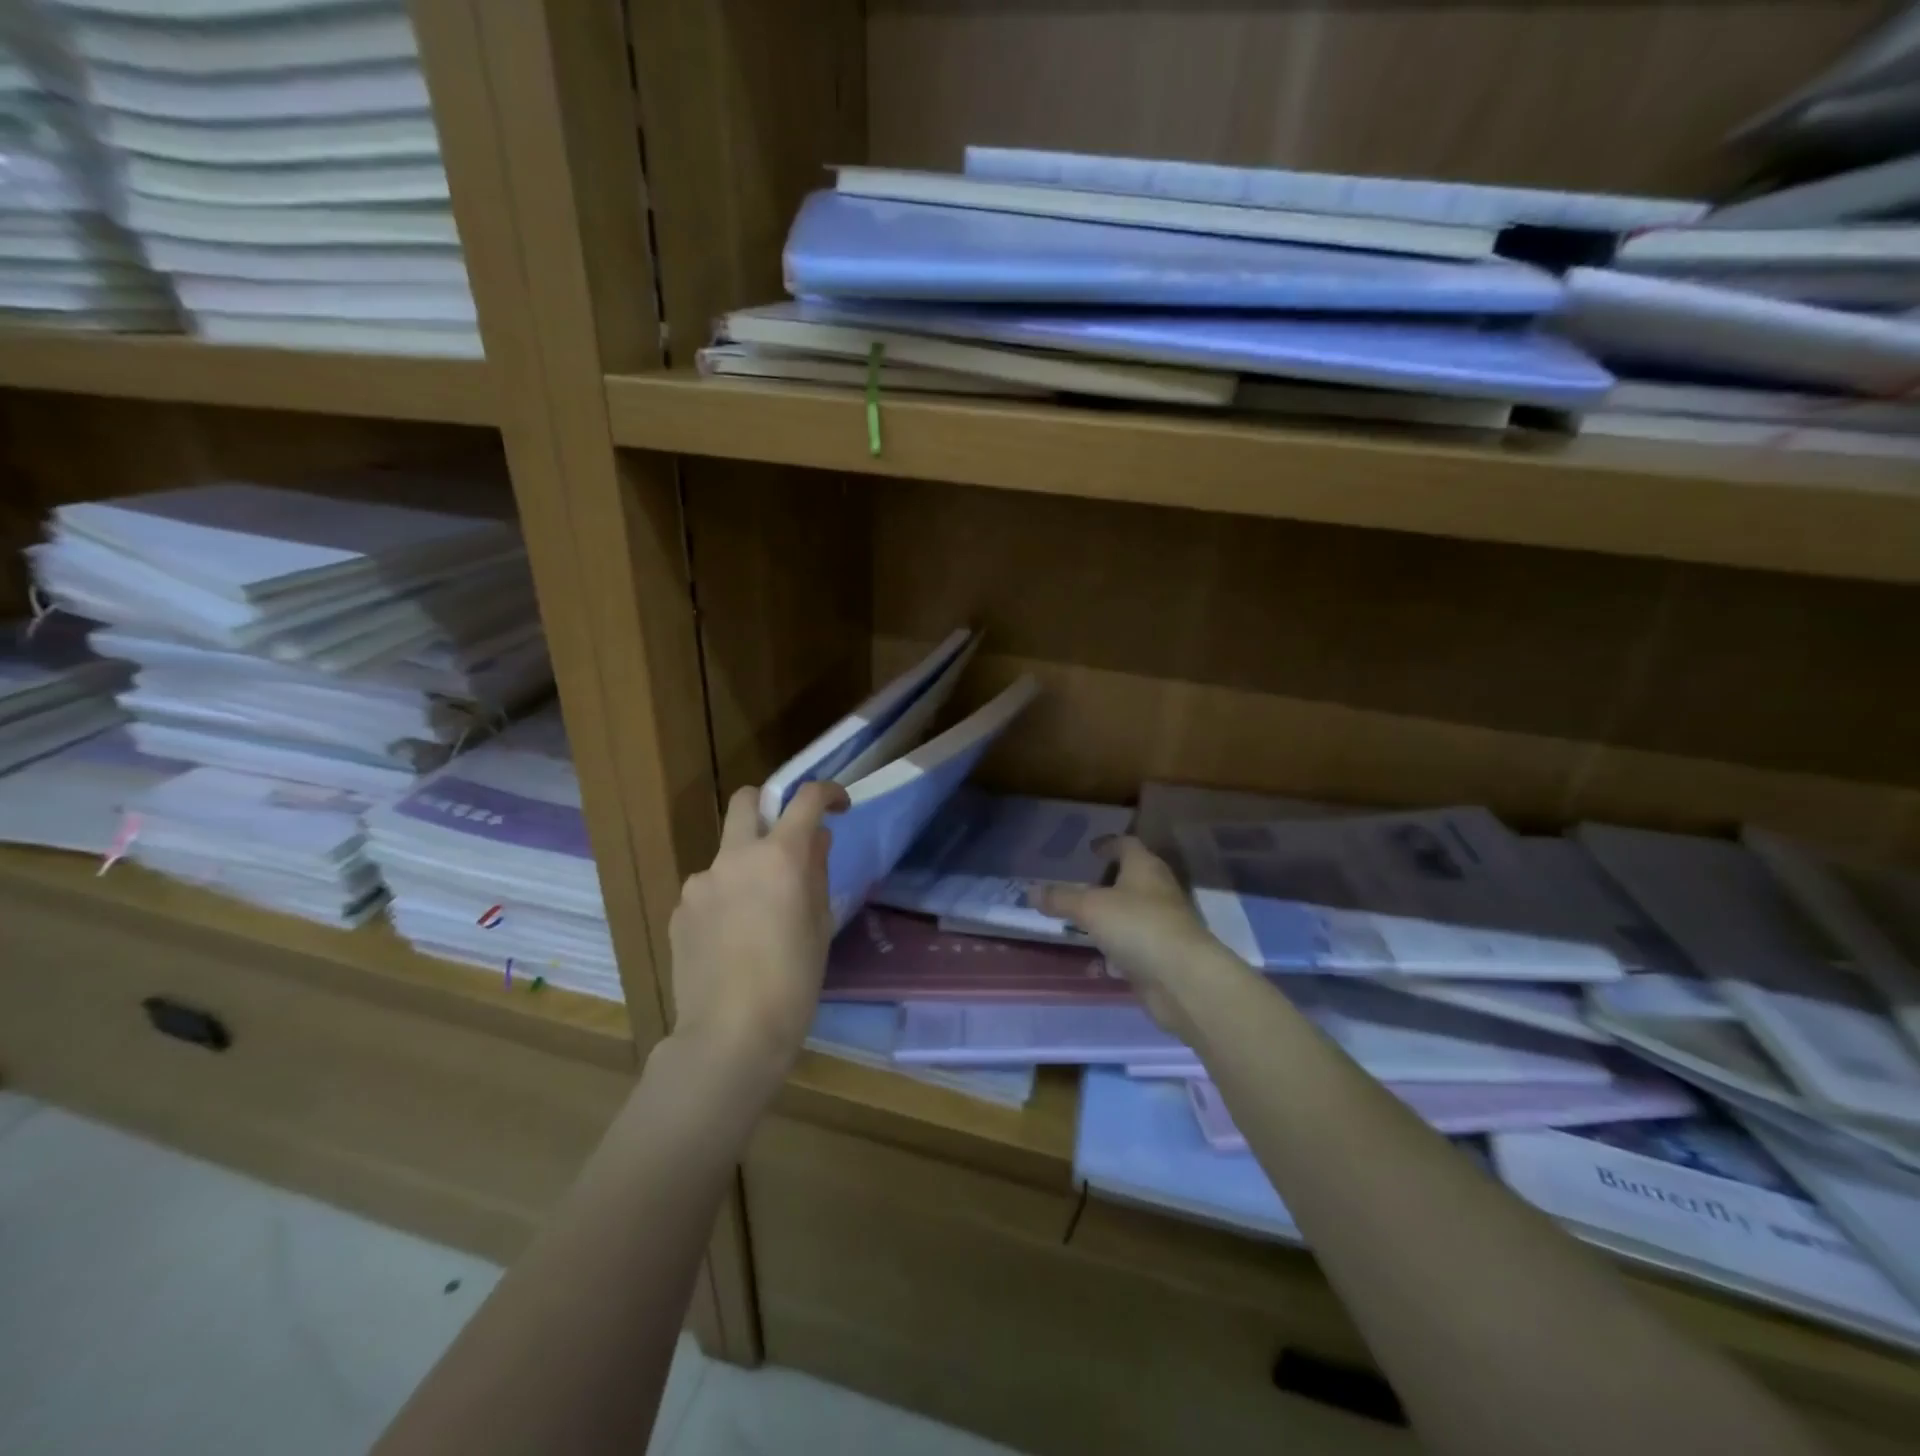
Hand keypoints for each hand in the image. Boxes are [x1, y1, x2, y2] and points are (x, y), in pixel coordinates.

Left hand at [667, 780, 848, 1087]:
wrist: (729, 1034)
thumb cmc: (793, 981)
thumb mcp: (820, 924)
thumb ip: (817, 872)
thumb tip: (815, 841)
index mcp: (780, 856)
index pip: (806, 799)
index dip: (828, 793)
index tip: (839, 806)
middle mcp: (735, 857)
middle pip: (746, 800)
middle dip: (767, 806)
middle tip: (784, 841)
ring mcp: (700, 882)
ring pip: (726, 853)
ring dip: (745, 866)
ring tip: (757, 916)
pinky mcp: (679, 910)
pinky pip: (708, 889)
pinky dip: (724, 898)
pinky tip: (732, 940)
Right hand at [1038, 837, 1226, 1037]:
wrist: (1183, 979)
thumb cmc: (1137, 926)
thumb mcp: (1090, 908)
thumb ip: (1060, 899)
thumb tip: (1029, 891)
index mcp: (1145, 868)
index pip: (1127, 845)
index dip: (1108, 844)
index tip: (1090, 849)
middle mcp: (1158, 891)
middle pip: (1132, 878)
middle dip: (1107, 881)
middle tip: (1078, 884)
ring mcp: (1164, 925)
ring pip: (1132, 914)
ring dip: (1110, 917)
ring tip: (1080, 921)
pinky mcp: (1163, 956)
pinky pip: (1134, 945)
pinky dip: (1116, 949)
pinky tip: (1097, 959)